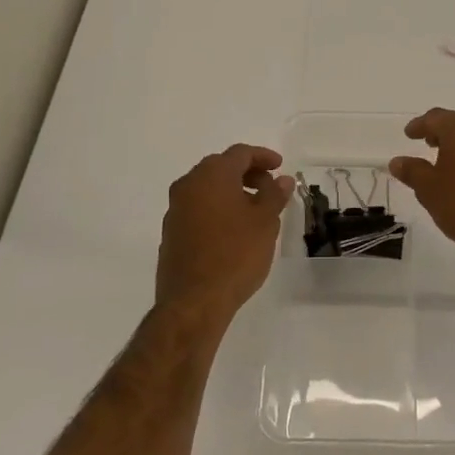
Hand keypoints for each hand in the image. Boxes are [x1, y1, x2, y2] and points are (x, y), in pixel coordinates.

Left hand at [156, 144, 294, 322]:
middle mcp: (188, 185)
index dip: (263, 156)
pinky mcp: (171, 233)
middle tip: (270, 188)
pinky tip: (233, 230)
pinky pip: (198, 209)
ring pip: (207, 189)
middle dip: (247, 173)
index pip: (240, 153)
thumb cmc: (235, 254)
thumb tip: (282, 179)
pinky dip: (217, 209)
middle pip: (221, 167)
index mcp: (211, 175)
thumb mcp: (265, 222)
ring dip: (232, 192)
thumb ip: (275, 195)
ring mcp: (175, 209)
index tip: (280, 167)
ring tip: (255, 211)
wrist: (194, 302)